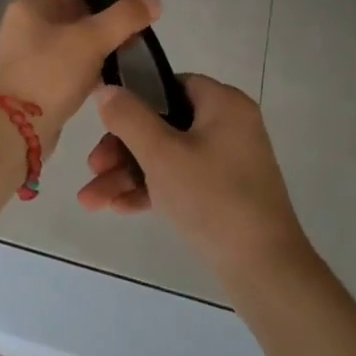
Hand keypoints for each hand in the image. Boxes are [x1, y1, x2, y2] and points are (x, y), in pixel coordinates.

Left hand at [0, 0, 159, 153]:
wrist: (14, 130)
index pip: (80, 1)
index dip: (108, 16)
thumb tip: (155, 1)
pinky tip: (96, 91)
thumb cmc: (51, 74)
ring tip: (112, 76)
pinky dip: (79, 79)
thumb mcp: (92, 39)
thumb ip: (125, 18)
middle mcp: (21, 27)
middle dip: (102, 41)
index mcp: (30, 6)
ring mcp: (21, 58)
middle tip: (125, 57)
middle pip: (75, 26)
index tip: (130, 36)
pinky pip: (61, 74)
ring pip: (70, 52)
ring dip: (92, 62)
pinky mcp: (26, 86)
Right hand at [76, 75, 310, 280]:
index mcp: (223, 104)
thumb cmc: (212, 199)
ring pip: (168, 156)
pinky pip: (181, 180)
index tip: (105, 123)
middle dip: (122, 149)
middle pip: (164, 124)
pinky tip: (118, 208)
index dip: (135, 100)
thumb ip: (129, 117)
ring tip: (91, 200)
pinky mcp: (225, 194)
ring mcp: (228, 162)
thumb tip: (106, 88)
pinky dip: (152, 190)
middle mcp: (229, 126)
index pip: (170, 85)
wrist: (264, 270)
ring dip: (129, 174)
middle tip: (93, 168)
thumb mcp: (162, 155)